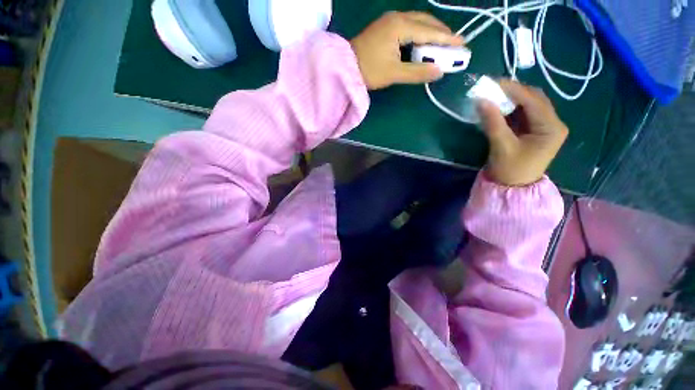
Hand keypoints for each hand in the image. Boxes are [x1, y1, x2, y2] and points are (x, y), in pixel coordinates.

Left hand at [350, 11, 463, 89]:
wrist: (345, 67)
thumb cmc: (369, 70)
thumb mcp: (394, 73)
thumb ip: (417, 72)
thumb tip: (439, 72)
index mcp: (400, 26)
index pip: (429, 31)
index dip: (447, 39)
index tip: (462, 44)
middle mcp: (397, 17)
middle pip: (426, 22)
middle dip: (441, 33)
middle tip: (453, 44)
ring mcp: (390, 20)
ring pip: (418, 22)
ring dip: (431, 32)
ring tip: (441, 44)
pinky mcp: (385, 27)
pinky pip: (409, 25)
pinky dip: (420, 33)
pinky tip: (423, 41)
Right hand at [477, 80, 567, 186]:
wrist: (513, 188)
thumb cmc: (510, 170)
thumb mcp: (501, 146)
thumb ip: (493, 122)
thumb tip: (481, 101)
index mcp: (551, 127)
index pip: (533, 100)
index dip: (512, 89)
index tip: (492, 83)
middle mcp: (553, 123)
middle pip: (534, 99)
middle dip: (513, 91)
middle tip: (492, 88)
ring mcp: (545, 127)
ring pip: (529, 104)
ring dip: (512, 99)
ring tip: (493, 95)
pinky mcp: (536, 130)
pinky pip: (524, 113)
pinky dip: (511, 109)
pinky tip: (499, 107)